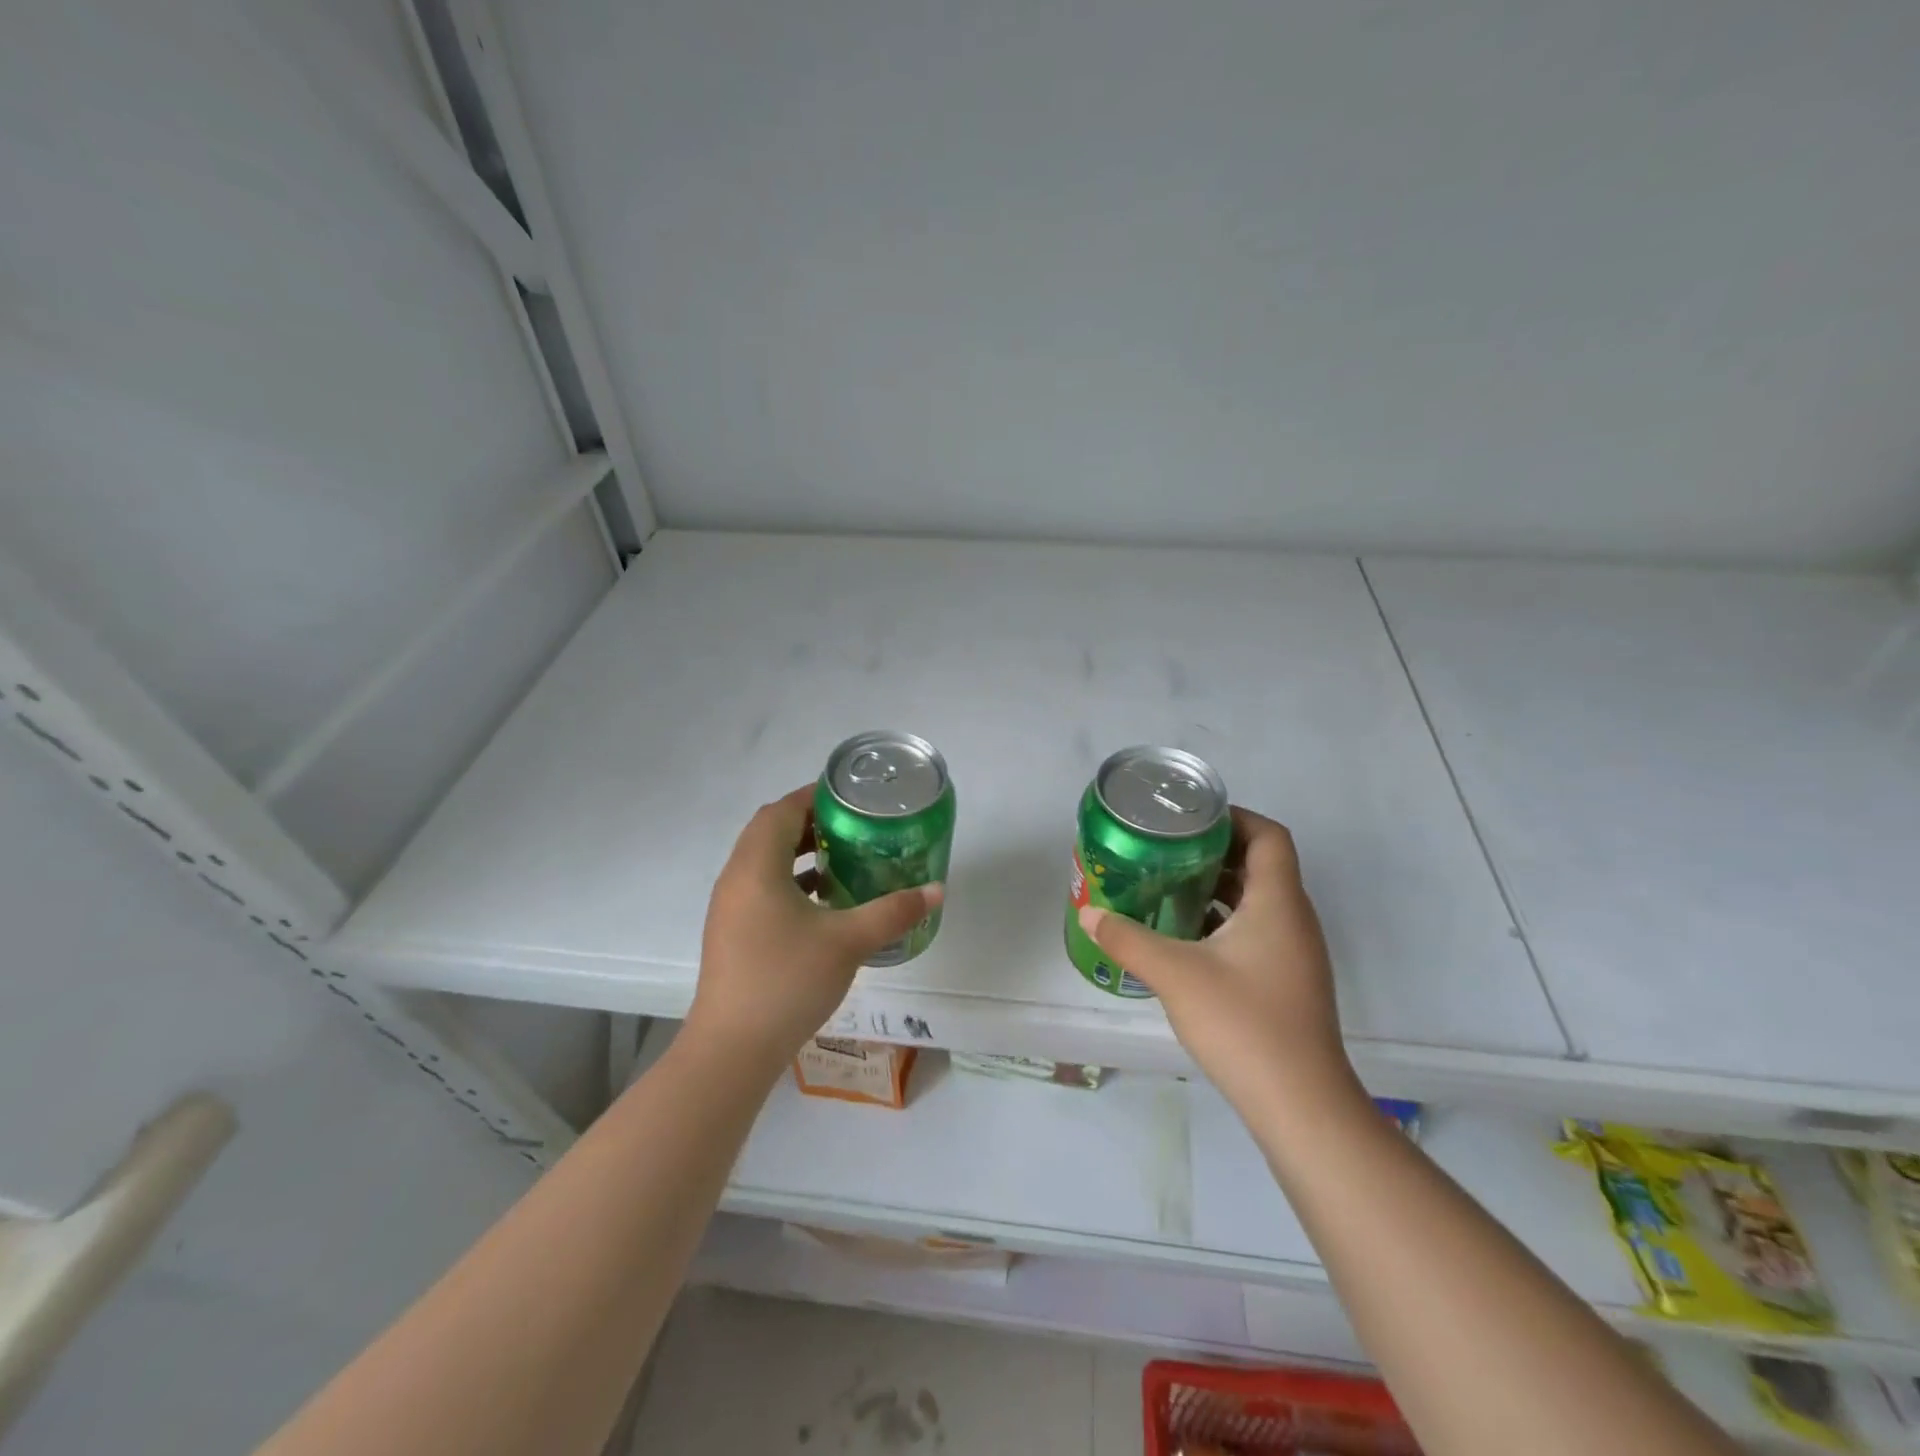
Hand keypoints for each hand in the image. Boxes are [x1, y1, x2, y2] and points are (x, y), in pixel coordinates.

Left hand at [687, 786, 943, 1070]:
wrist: (732, 1050)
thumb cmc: (787, 981)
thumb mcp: (848, 942)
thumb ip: (893, 911)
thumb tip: (937, 890)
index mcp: (756, 867)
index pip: (781, 810)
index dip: (814, 797)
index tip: (851, 799)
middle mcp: (736, 878)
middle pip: (769, 831)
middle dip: (809, 822)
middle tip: (852, 827)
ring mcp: (729, 908)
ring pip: (763, 861)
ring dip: (797, 853)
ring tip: (841, 859)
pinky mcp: (732, 933)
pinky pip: (760, 888)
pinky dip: (789, 882)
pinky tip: (821, 903)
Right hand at [1077, 808, 1357, 1113]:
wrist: (1300, 1105)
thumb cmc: (1243, 1024)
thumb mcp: (1175, 974)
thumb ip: (1128, 938)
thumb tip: (1088, 913)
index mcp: (1278, 902)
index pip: (1269, 835)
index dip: (1234, 817)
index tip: (1190, 819)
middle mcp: (1293, 919)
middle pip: (1261, 864)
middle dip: (1214, 851)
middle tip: (1166, 849)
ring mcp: (1294, 953)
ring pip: (1257, 901)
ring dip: (1217, 888)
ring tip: (1167, 886)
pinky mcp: (1287, 981)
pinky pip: (1256, 931)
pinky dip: (1223, 922)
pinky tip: (1184, 938)